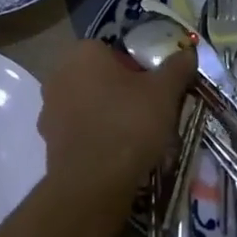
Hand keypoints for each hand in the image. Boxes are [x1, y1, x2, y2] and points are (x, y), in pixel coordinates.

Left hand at [37, 39, 194, 206]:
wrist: (92, 186)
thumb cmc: (128, 124)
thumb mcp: (164, 92)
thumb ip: (177, 67)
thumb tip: (188, 53)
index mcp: (83, 53)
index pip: (114, 50)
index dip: (137, 68)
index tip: (153, 89)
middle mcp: (59, 75)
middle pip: (100, 77)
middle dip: (122, 91)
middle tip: (148, 112)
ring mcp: (49, 110)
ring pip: (88, 105)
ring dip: (107, 115)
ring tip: (135, 138)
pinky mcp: (48, 142)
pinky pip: (79, 131)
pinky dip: (96, 138)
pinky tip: (116, 156)